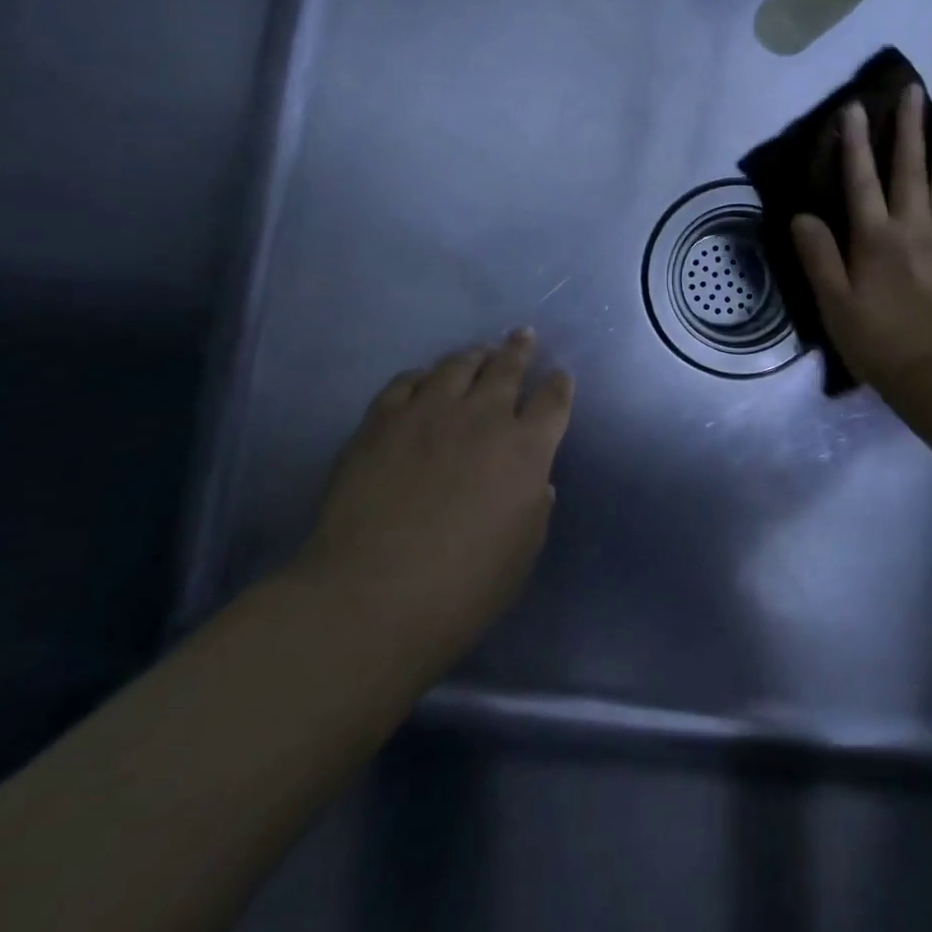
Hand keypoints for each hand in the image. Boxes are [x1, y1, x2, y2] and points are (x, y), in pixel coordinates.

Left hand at [292, 330, 573, 678]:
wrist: (371, 596)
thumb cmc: (462, 587)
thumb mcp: (521, 553)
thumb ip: (534, 507)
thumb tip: (534, 480)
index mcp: (525, 448)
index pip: (553, 401)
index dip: (559, 385)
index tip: (560, 376)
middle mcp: (481, 417)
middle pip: (506, 368)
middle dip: (519, 350)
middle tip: (523, 336)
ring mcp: (427, 412)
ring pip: (456, 365)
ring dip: (473, 355)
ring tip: (478, 352)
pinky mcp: (380, 421)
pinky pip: (405, 382)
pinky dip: (421, 377)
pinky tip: (423, 380)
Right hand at [791, 84, 931, 396]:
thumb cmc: (876, 340)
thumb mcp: (832, 303)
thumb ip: (818, 256)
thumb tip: (801, 215)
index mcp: (874, 238)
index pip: (860, 180)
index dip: (855, 143)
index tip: (855, 108)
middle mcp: (913, 226)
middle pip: (909, 168)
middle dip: (908, 127)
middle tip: (914, 89)